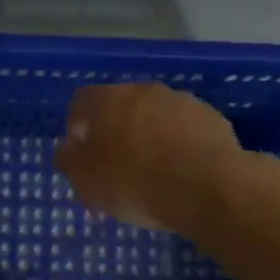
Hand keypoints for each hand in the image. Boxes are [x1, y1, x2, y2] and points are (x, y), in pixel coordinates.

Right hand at [55, 83, 241, 232]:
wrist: (211, 189)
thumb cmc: (137, 184)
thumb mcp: (88, 183)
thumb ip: (70, 161)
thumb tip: (67, 148)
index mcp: (107, 100)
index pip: (81, 102)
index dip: (77, 127)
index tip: (81, 156)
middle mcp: (143, 91)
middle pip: (119, 107)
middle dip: (114, 133)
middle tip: (114, 167)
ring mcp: (181, 101)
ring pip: (153, 117)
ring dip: (147, 137)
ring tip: (151, 173)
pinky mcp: (212, 118)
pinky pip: (183, 129)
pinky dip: (176, 145)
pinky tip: (179, 173)